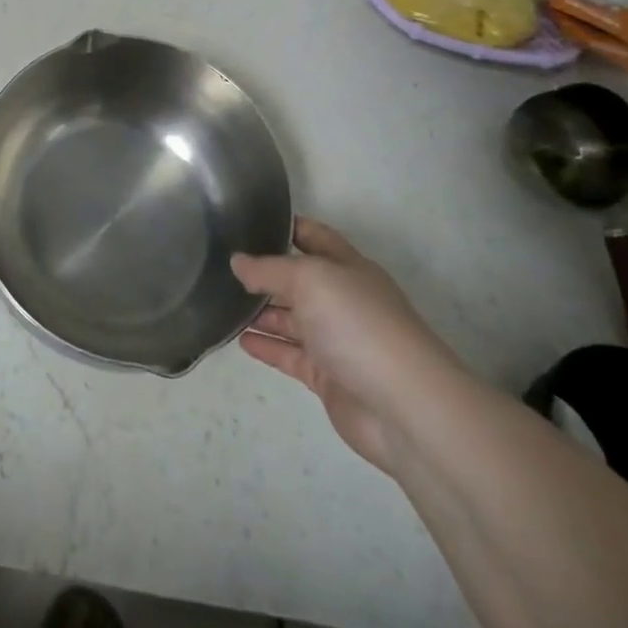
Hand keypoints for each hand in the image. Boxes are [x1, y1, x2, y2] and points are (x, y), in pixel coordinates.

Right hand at [231, 218, 464, 474]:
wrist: (404, 407)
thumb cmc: (358, 325)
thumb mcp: (309, 279)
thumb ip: (269, 269)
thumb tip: (237, 262)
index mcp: (347, 266)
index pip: (314, 236)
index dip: (285, 226)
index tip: (249, 220)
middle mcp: (342, 299)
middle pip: (299, 279)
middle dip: (266, 272)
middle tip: (223, 264)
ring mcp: (336, 340)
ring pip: (292, 319)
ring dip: (261, 311)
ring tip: (224, 302)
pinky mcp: (328, 377)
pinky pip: (290, 355)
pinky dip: (267, 346)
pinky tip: (241, 340)